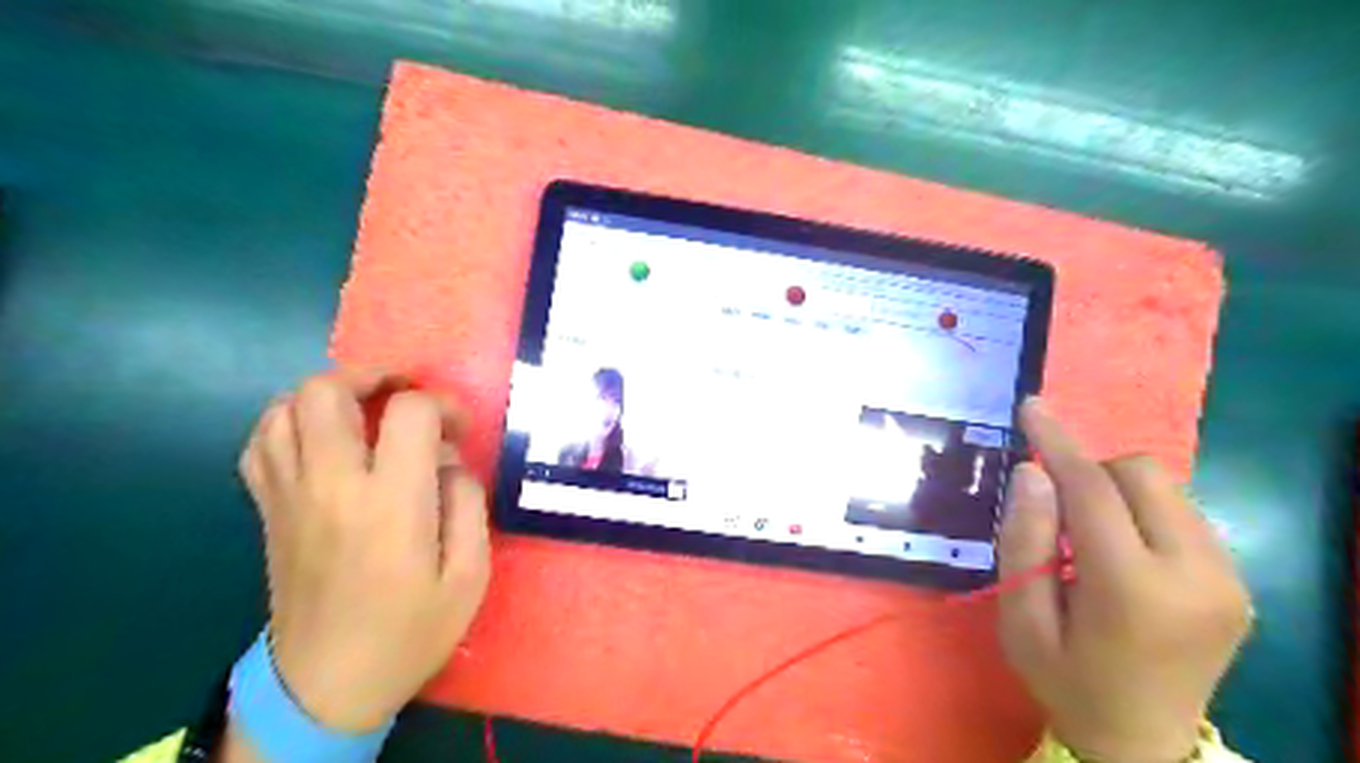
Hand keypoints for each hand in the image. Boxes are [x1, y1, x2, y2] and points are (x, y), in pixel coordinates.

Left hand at [238, 368, 495, 731]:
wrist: (325, 686)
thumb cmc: (410, 631)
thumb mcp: (470, 574)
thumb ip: (467, 502)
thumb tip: (449, 458)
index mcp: (390, 503)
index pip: (408, 412)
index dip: (442, 405)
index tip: (459, 428)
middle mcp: (330, 486)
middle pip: (327, 391)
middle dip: (371, 376)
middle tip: (404, 393)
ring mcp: (289, 496)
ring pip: (284, 408)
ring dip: (329, 394)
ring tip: (365, 409)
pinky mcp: (268, 510)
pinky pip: (262, 441)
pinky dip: (290, 421)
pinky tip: (321, 435)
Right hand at [995, 399, 1253, 762]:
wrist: (1143, 744)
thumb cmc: (1066, 680)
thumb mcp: (1021, 618)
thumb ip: (1024, 540)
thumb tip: (1033, 472)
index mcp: (1133, 590)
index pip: (1093, 489)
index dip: (1058, 441)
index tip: (1032, 406)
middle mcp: (1197, 575)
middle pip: (1142, 474)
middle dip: (1091, 471)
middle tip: (1058, 510)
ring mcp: (1228, 579)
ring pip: (1168, 487)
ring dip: (1118, 491)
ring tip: (1090, 537)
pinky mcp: (1238, 583)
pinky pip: (1185, 513)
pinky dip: (1144, 511)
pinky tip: (1123, 551)